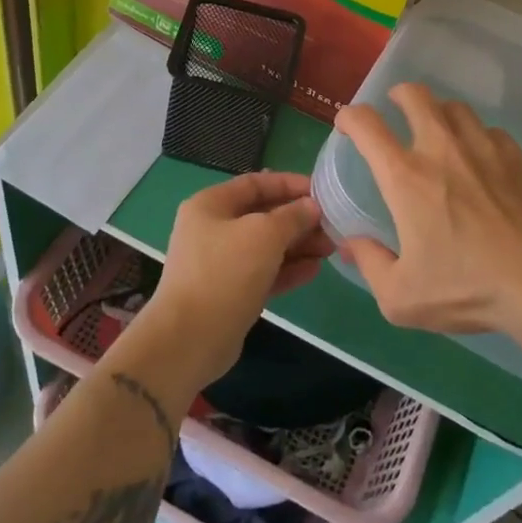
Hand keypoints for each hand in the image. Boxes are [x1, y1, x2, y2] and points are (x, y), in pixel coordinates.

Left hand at [139, 171, 333, 389]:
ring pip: (266, 246)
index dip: (289, 184)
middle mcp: (213, 229)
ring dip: (298, 245)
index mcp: (211, 205)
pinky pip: (264, 273)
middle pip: (262, 215)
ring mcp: (221, 263)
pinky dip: (288, 270)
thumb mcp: (264, 235)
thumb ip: (292, 216)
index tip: (321, 191)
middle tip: (332, 225)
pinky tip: (314, 270)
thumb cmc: (225, 273)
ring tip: (330, 248)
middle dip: (298, 219)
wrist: (190, 339)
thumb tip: (311, 206)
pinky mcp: (231, 293)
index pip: (255, 183)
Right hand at [333, 82, 521, 334]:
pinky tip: (480, 159)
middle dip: (399, 95)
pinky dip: (477, 136)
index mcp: (405, 177)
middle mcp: (441, 149)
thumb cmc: (467, 288)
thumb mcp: (402, 297)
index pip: (367, 125)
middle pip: (415, 96)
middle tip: (396, 108)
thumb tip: (351, 244)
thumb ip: (370, 264)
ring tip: (439, 130)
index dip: (350, 117)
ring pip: (455, 107)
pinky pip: (489, 131)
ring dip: (439, 112)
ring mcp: (483, 147)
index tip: (347, 124)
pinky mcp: (516, 156)